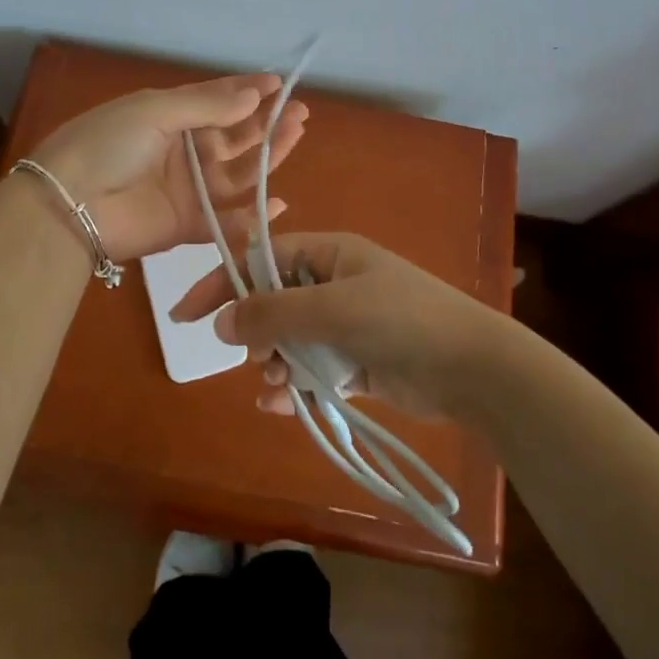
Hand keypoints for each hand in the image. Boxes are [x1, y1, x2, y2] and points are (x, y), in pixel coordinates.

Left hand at [30, 75, 307, 263]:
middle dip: (266, 122)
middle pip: (234, 135)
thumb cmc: (109, 144)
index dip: (247, 90)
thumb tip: (255, 95)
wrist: (69, 203)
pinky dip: (252, 216)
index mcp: (170, 115)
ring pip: (237, 172)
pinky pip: (226, 220)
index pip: (216, 99)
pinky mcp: (187, 225)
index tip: (279, 83)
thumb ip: (207, 106)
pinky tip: (277, 201)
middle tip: (299, 111)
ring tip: (296, 135)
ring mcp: (187, 188)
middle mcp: (183, 149)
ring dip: (267, 156)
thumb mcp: (154, 111)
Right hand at [169, 232, 508, 418]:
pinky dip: (296, 385)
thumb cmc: (401, 320)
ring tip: (277, 384)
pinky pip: (312, 369)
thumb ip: (274, 312)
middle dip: (257, 332)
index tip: (187, 315)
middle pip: (273, 302)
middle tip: (258, 357)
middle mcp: (334, 283)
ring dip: (276, 362)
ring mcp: (346, 323)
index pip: (262, 259)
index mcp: (330, 254)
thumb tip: (220, 322)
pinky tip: (283, 405)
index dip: (223, 283)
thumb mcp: (333, 309)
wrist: (471, 368)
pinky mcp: (357, 361)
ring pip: (291, 340)